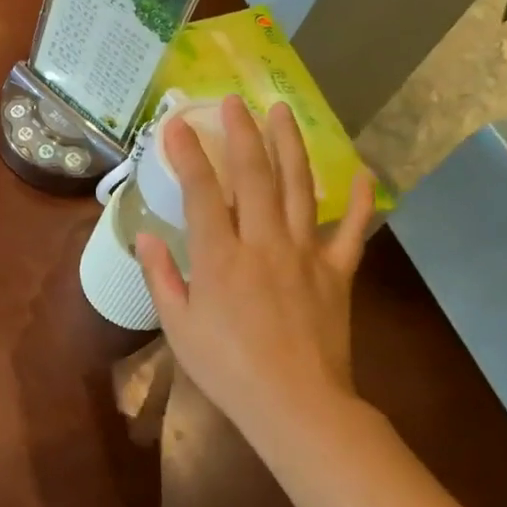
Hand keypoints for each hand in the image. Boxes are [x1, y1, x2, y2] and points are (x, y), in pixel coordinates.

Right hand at [137, 97, 374, 436]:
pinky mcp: (337, 273)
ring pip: (299, 188)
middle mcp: (263, 243)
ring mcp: (305, 254)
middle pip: (254, 176)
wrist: (295, 404)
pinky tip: (361, 171)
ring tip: (283, 112)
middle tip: (234, 102)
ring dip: (290, 146)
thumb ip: (161, 276)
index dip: (187, 155)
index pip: (202, 192)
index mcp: (219, 257)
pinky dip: (359, 200)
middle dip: (241, 134)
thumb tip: (144, 237)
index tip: (175, 125)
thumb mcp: (178, 325)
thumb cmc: (226, 367)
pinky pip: (351, 231)